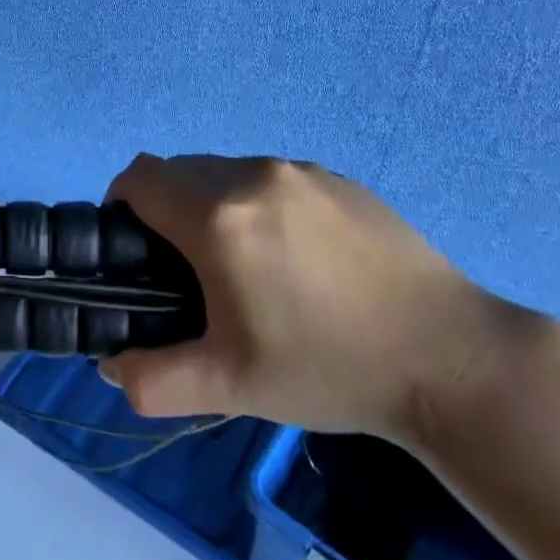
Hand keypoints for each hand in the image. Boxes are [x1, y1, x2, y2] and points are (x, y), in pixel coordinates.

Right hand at [98, 154, 504, 443]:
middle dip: (166, 209)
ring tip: (248, 264)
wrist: (450, 357)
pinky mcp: (337, 177)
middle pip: (178, 171)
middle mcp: (252, 177)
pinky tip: (298, 256)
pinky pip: (271, 176)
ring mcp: (299, 171)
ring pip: (224, 170)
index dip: (121, 207)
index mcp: (219, 219)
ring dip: (213, 205)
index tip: (136, 250)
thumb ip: (152, 380)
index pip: (139, 178)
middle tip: (189, 269)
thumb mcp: (231, 388)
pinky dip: (259, 203)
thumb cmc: (329, 369)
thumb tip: (110, 364)